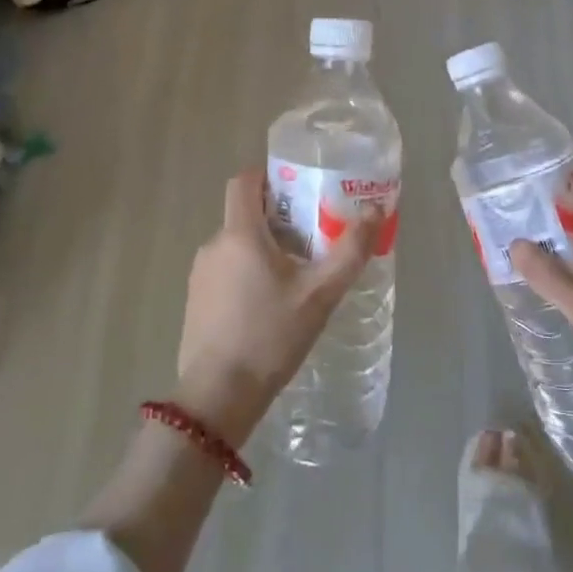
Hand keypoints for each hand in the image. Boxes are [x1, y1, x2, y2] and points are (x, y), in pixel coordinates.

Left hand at [175, 167, 378, 445]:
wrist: (218, 395)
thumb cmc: (271, 336)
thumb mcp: (320, 293)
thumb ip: (350, 249)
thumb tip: (376, 209)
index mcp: (239, 233)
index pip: (244, 181)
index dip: (269, 175)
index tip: (299, 187)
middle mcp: (214, 245)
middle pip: (245, 213)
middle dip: (278, 217)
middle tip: (314, 236)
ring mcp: (200, 275)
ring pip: (237, 244)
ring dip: (264, 248)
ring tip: (298, 273)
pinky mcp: (196, 301)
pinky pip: (226, 270)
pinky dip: (249, 272)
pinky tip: (271, 304)